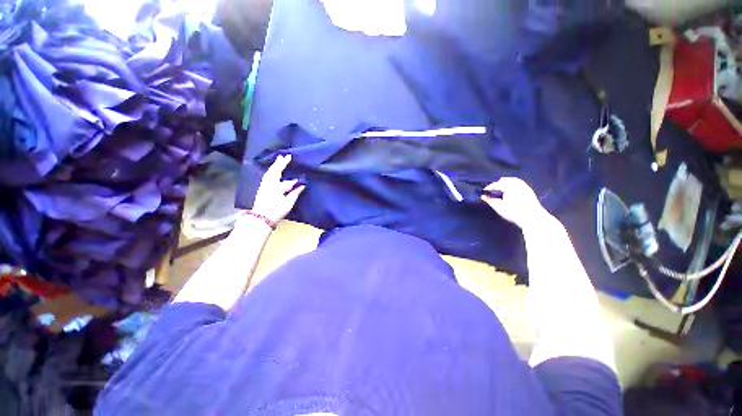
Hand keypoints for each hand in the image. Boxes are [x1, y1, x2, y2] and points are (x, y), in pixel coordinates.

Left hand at [251, 154, 305, 223]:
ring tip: (279, 159)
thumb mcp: (288, 203)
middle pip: (275, 171)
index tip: (302, 179)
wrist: (261, 218)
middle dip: (280, 163)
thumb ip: (295, 193)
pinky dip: (271, 171)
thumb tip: (302, 186)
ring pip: (269, 172)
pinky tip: (273, 170)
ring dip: (275, 165)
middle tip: (285, 155)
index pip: (288, 182)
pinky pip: (267, 176)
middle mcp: (269, 184)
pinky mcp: (262, 188)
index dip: (295, 181)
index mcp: (276, 187)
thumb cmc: (276, 211)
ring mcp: (264, 185)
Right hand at [481, 178, 549, 229]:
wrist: (533, 218)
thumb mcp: (499, 207)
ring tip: (501, 192)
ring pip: (512, 181)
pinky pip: (519, 184)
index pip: (495, 184)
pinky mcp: (529, 191)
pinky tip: (511, 193)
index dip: (489, 188)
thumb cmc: (514, 212)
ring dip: (505, 184)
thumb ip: (490, 200)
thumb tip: (483, 196)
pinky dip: (513, 186)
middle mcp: (517, 184)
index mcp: (509, 186)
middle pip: (504, 180)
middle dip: (497, 185)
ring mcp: (524, 186)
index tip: (484, 193)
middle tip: (492, 192)